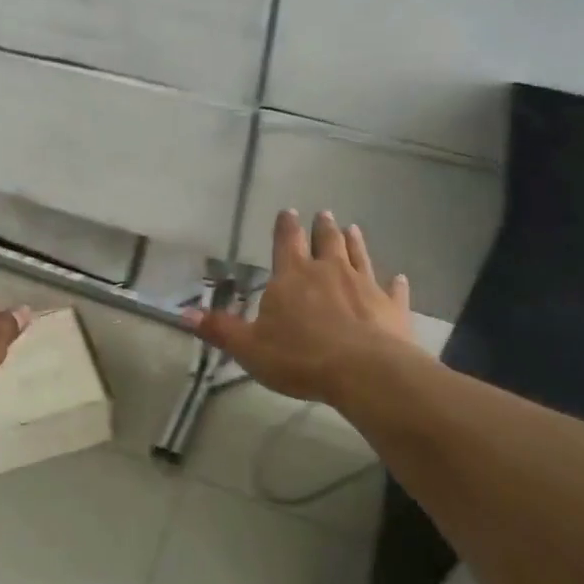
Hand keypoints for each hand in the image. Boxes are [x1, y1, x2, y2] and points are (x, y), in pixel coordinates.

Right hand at [185, 209, 421, 402]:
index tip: (289, 212)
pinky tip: (399, 278)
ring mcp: (364, 286)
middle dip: (322, 227)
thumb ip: (220, 329)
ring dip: (355, 242)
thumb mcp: (249, 347)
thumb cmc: (300, 356)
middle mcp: (329, 271)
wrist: (365, 371)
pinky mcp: (392, 307)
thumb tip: (184, 313)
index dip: (286, 226)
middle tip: (324, 213)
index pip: (286, 242)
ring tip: (353, 228)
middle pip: (326, 241)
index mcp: (293, 276)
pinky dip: (395, 283)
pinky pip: (394, 290)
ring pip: (359, 256)